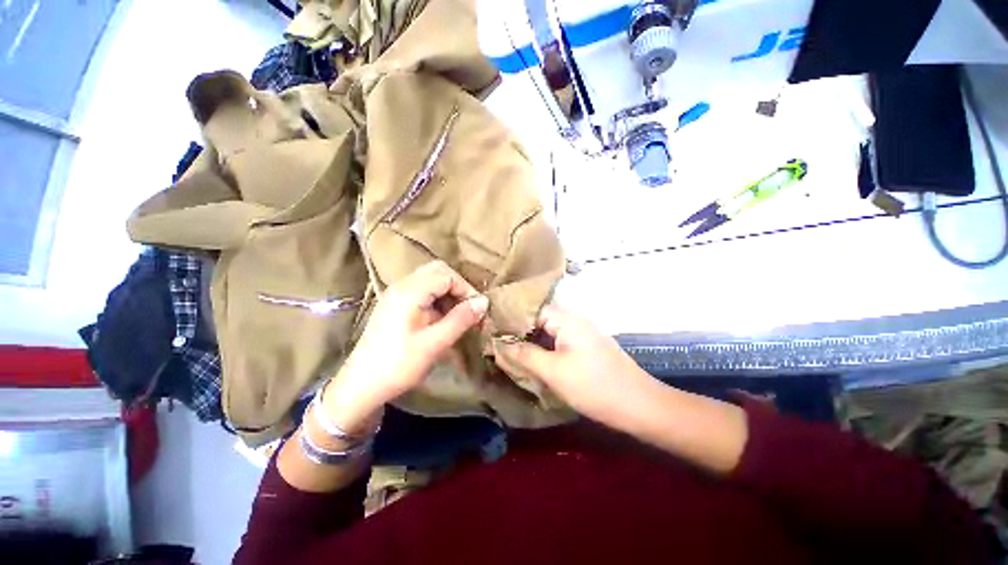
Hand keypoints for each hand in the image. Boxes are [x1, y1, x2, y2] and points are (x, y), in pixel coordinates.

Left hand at [323, 261, 488, 431]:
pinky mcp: (395, 304)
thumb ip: (461, 319)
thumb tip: (484, 302)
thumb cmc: (398, 365)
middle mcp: (402, 286)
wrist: (361, 386)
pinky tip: (441, 320)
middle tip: (468, 310)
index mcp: (410, 292)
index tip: (476, 311)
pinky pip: (422, 291)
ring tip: (457, 317)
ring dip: (448, 293)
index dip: (466, 290)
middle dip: (458, 287)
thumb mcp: (435, 343)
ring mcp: (397, 294)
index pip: (447, 275)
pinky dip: (437, 300)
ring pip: (431, 280)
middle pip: (438, 271)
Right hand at [497, 306, 647, 423]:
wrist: (640, 407)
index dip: (512, 318)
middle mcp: (575, 322)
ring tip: (508, 352)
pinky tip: (532, 360)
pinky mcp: (586, 349)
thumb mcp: (554, 371)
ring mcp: (582, 335)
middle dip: (519, 332)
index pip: (533, 309)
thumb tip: (499, 345)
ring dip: (531, 342)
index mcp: (568, 320)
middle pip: (540, 320)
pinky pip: (558, 343)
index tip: (492, 330)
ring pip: (549, 333)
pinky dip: (544, 350)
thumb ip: (525, 355)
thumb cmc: (594, 386)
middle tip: (497, 343)